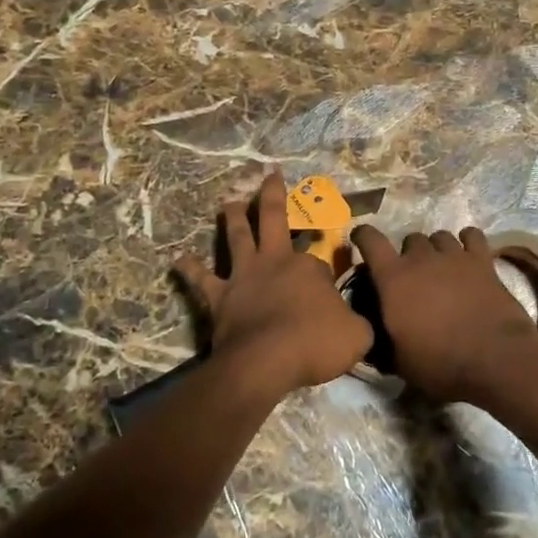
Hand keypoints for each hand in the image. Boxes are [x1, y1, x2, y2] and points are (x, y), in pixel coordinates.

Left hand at [174, 171, 372, 392]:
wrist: (266, 362)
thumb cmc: (314, 345)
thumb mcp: (357, 335)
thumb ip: (358, 322)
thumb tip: (357, 320)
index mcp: (308, 267)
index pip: (319, 259)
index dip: (325, 268)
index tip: (330, 283)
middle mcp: (274, 262)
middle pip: (273, 219)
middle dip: (273, 195)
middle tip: (269, 174)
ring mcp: (244, 276)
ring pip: (237, 238)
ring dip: (232, 218)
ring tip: (228, 201)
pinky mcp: (219, 297)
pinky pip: (201, 279)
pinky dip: (190, 268)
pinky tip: (178, 259)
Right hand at [350, 225, 537, 403]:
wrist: (495, 359)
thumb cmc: (440, 363)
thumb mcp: (399, 361)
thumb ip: (384, 339)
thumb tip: (377, 335)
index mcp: (393, 278)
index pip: (370, 240)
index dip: (363, 236)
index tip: (361, 240)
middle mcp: (420, 258)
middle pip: (410, 239)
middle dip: (409, 254)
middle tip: (414, 277)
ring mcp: (453, 256)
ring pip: (439, 236)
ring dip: (437, 248)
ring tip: (442, 267)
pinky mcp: (482, 260)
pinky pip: (472, 236)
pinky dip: (467, 241)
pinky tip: (468, 254)